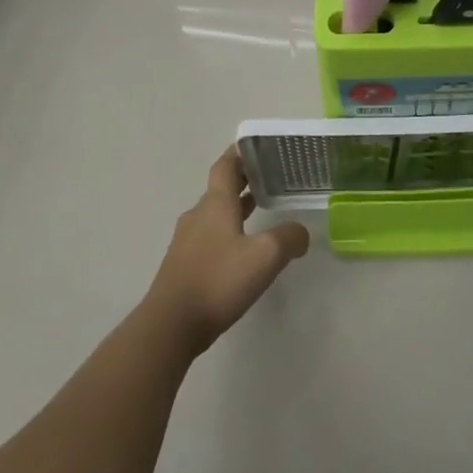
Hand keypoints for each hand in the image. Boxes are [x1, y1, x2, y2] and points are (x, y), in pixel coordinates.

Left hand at [142, 147, 309, 353]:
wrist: (170, 325)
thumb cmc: (218, 280)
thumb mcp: (265, 256)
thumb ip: (288, 238)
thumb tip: (301, 232)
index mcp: (215, 204)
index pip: (225, 166)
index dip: (240, 154)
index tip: (257, 147)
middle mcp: (198, 216)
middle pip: (220, 189)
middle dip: (243, 180)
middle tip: (269, 177)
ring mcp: (187, 242)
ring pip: (214, 214)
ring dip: (235, 207)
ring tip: (260, 208)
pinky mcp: (183, 266)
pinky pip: (209, 238)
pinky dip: (227, 232)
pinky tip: (241, 250)